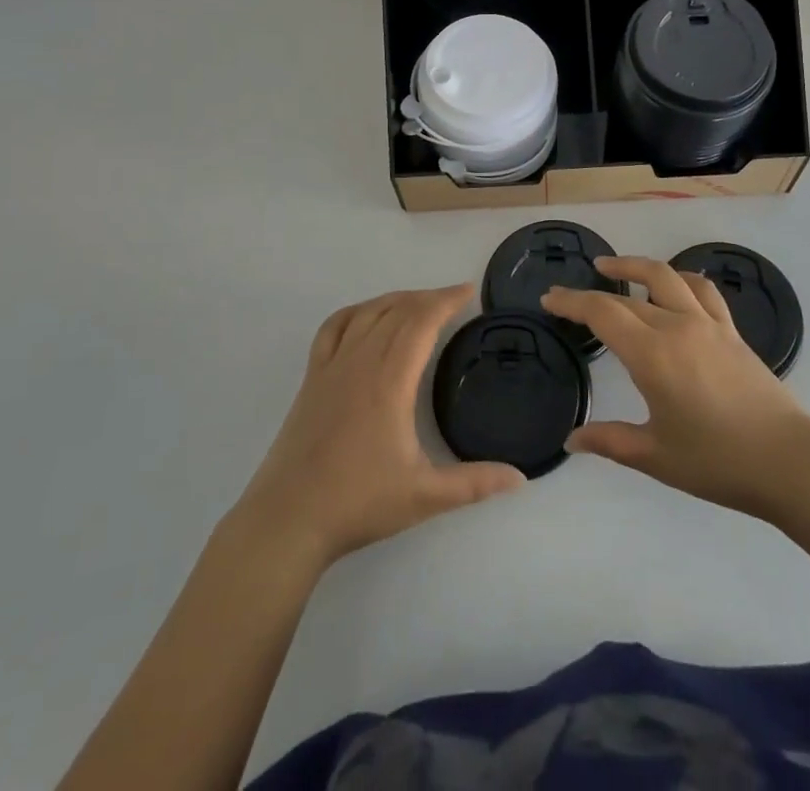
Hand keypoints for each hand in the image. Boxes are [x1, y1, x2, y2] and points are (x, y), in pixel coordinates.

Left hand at [231, 285, 523, 569]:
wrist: (288, 518)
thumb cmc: (358, 503)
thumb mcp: (424, 496)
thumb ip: (474, 484)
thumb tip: (521, 478)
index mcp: (390, 380)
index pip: (421, 322)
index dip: (446, 300)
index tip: (469, 291)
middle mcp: (361, 361)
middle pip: (397, 311)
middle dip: (428, 298)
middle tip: (454, 298)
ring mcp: (332, 366)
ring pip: (367, 313)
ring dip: (396, 299)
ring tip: (418, 302)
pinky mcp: (312, 378)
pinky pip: (334, 327)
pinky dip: (356, 312)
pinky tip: (366, 316)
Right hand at [545, 257, 809, 518]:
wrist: (788, 460)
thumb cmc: (717, 461)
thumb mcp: (655, 456)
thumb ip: (610, 441)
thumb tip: (572, 439)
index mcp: (652, 355)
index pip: (602, 313)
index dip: (572, 302)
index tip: (549, 298)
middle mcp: (677, 327)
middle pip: (627, 295)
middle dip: (593, 290)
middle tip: (570, 292)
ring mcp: (708, 325)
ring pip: (667, 277)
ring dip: (636, 267)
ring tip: (614, 268)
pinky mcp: (731, 332)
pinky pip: (703, 291)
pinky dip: (681, 279)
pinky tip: (674, 284)